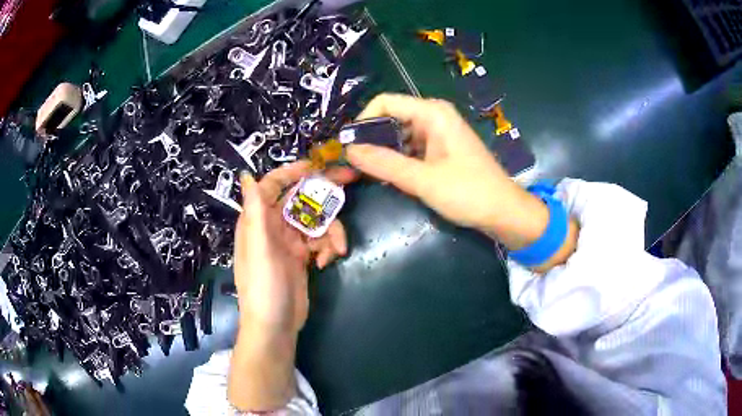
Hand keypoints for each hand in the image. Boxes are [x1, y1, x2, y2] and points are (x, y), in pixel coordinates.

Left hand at [228, 161, 352, 410]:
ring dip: (331, 230)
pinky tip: (327, 261)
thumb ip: (255, 211)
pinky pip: (320, 240)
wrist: (275, 326)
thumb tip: (246, 176)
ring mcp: (290, 242)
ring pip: (316, 220)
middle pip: (300, 198)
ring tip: (336, 249)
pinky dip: (328, 246)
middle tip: (350, 180)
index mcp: (258, 220)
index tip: (318, 165)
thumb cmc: (263, 287)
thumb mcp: (259, 248)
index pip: (273, 185)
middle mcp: (273, 226)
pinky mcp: (303, 256)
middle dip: (323, 192)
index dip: (293, 171)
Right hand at [347, 93, 550, 249]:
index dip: (363, 122)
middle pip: (391, 118)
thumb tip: (348, 151)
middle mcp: (434, 117)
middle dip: (371, 140)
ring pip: (399, 135)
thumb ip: (385, 164)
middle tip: (354, 167)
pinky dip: (398, 161)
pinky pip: (410, 148)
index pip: (385, 103)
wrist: (504, 212)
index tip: (349, 148)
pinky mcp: (440, 150)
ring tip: (369, 175)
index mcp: (432, 113)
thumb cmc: (469, 193)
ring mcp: (438, 134)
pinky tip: (390, 177)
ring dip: (383, 153)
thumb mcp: (423, 180)